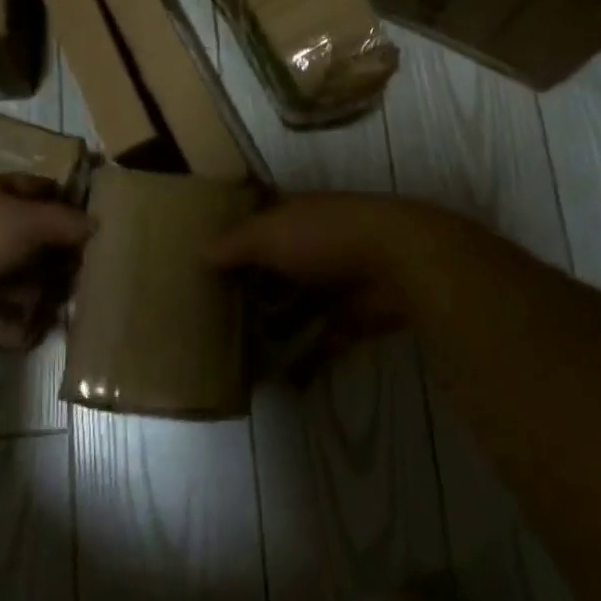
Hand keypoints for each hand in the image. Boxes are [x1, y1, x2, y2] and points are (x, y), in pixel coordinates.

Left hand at [0, 174, 93, 347]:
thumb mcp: (26, 222)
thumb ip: (65, 223)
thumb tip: (97, 223)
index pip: (42, 193)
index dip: (69, 207)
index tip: (97, 232)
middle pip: (32, 243)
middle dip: (57, 265)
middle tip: (85, 285)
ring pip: (14, 281)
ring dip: (36, 299)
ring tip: (61, 317)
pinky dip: (8, 325)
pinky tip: (30, 337)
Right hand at [208, 193, 456, 350]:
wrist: (399, 261)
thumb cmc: (325, 237)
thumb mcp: (268, 234)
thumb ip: (234, 245)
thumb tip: (201, 253)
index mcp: (294, 217)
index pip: (258, 225)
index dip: (235, 241)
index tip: (207, 263)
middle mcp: (313, 246)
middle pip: (276, 269)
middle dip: (251, 290)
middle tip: (216, 315)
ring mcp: (335, 283)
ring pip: (298, 307)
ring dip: (275, 327)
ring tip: (240, 352)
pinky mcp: (354, 318)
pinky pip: (324, 343)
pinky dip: (306, 363)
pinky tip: (280, 383)